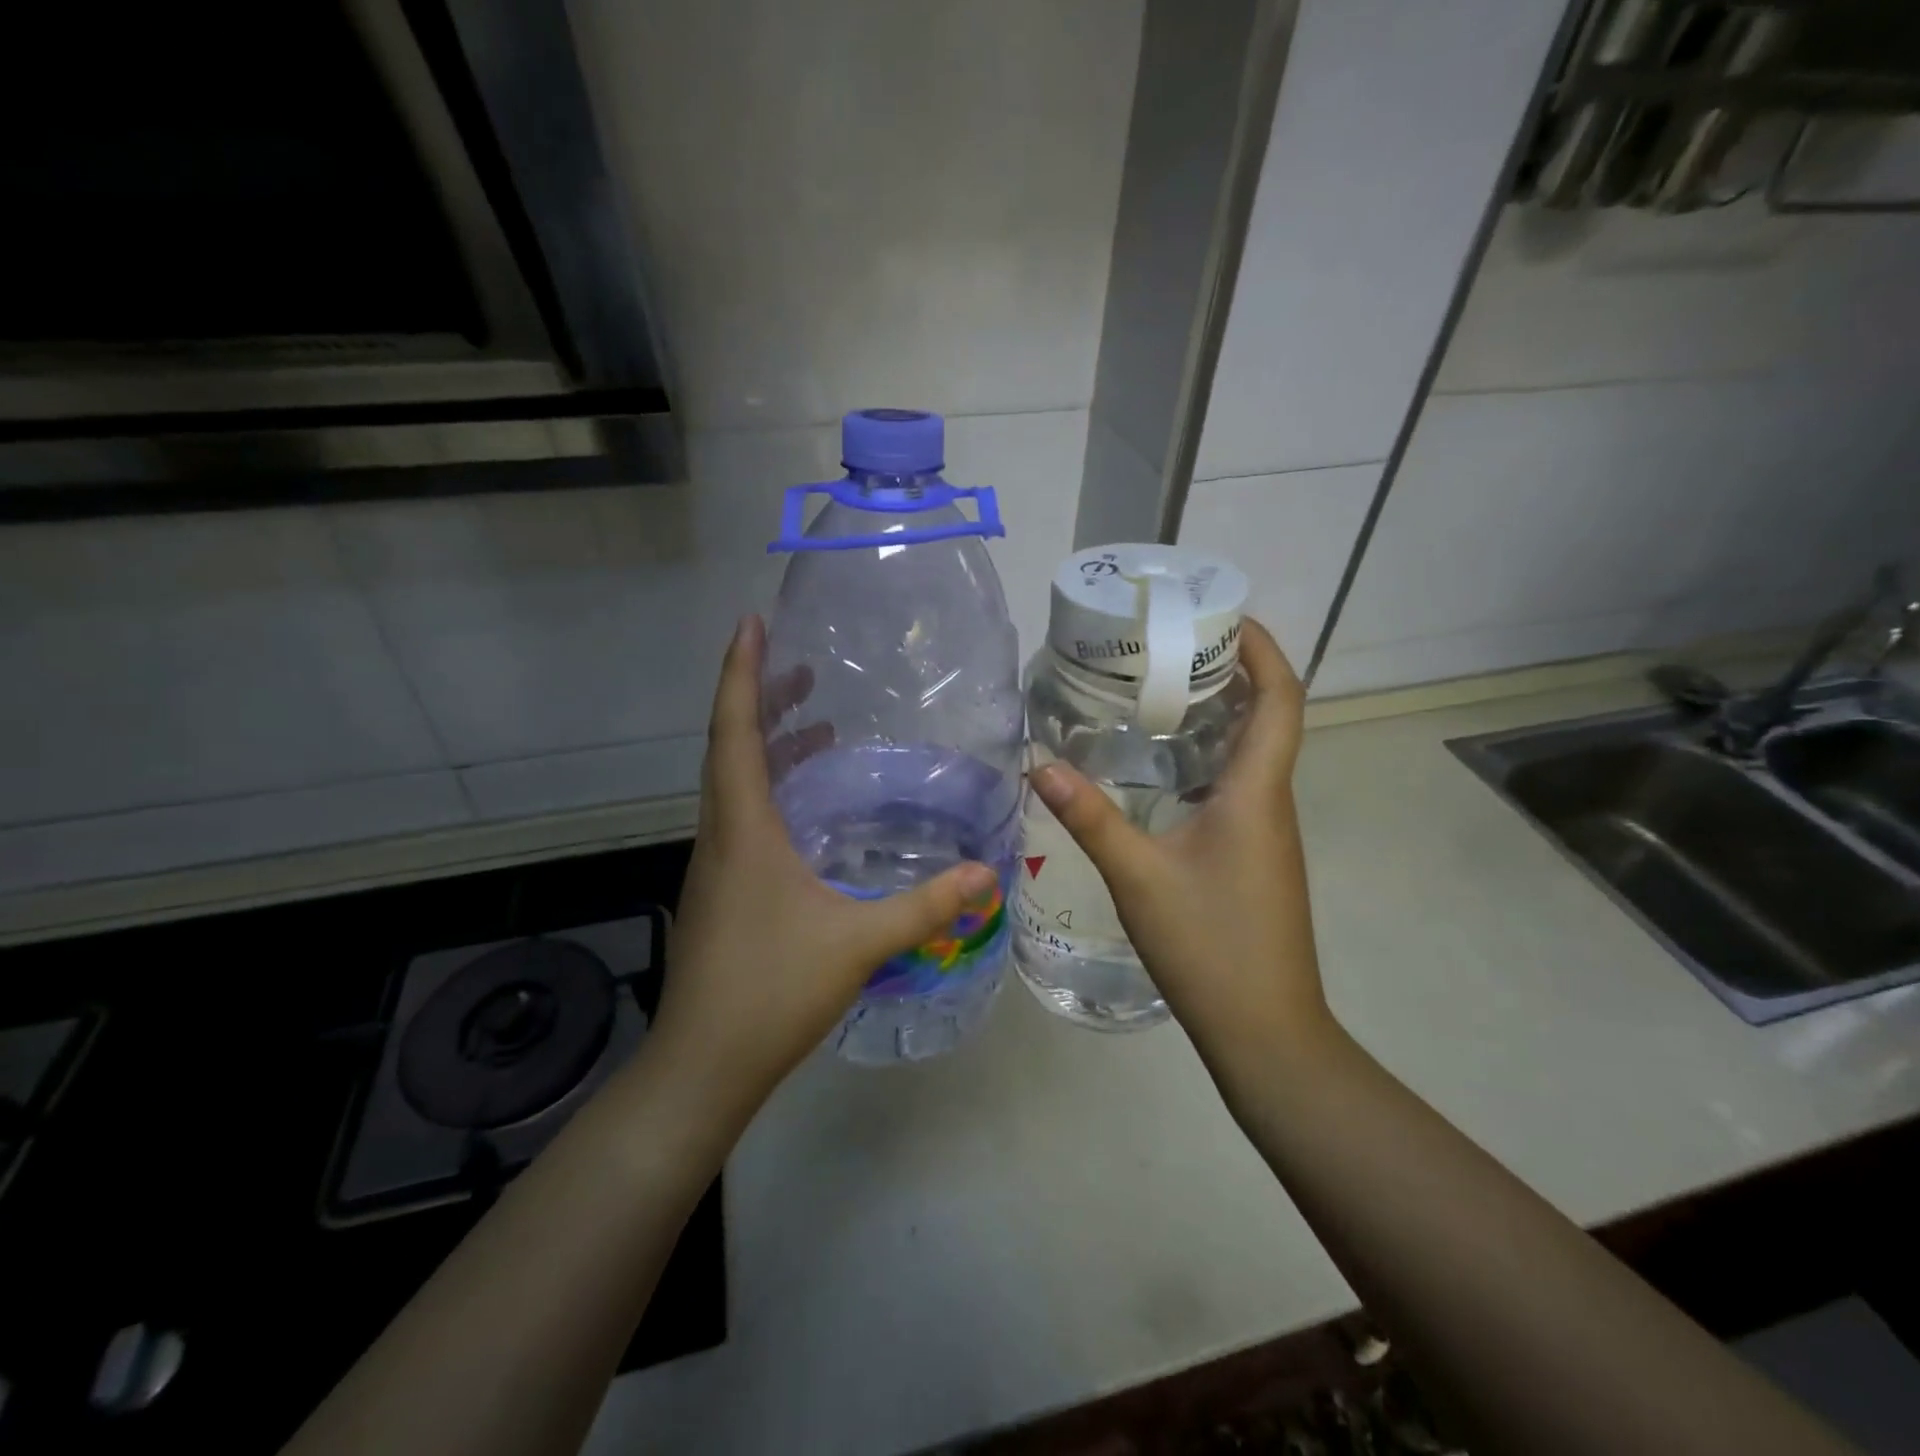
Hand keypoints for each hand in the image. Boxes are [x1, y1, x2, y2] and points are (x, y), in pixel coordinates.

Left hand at [652, 615, 996, 1117]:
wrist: (703, 1066)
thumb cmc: (772, 991)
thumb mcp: (859, 942)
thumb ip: (926, 906)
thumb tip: (987, 874)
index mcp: (743, 828)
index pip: (734, 731)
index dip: (740, 673)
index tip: (750, 624)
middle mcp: (720, 835)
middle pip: (730, 748)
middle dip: (759, 698)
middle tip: (799, 666)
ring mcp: (715, 865)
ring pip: (732, 784)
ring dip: (764, 745)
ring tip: (812, 725)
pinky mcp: (721, 891)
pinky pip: (740, 817)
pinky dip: (768, 790)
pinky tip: (806, 808)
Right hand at [1028, 618, 1331, 1073]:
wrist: (1265, 1031)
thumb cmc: (1209, 946)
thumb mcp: (1138, 876)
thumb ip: (1090, 817)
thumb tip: (1039, 765)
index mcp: (1256, 793)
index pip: (1280, 697)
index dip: (1261, 648)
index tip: (1222, 614)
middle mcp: (1272, 802)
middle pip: (1269, 716)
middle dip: (1230, 671)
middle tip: (1168, 647)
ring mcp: (1268, 833)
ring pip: (1253, 753)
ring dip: (1218, 715)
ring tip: (1157, 693)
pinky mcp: (1256, 857)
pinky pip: (1239, 786)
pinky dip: (1208, 758)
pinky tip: (1160, 770)